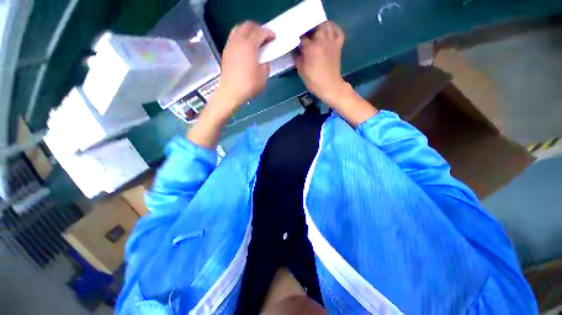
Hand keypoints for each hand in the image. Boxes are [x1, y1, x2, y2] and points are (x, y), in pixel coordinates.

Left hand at [216, 21, 275, 109]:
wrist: (231, 92)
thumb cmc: (248, 85)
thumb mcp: (263, 77)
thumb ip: (265, 65)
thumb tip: (264, 60)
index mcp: (249, 46)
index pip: (260, 32)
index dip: (269, 33)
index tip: (274, 37)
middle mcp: (238, 41)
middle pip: (248, 25)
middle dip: (258, 28)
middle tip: (265, 36)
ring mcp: (230, 45)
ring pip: (238, 28)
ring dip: (248, 30)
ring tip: (254, 39)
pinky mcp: (226, 50)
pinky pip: (233, 36)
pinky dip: (240, 36)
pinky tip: (245, 46)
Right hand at [296, 21, 346, 104]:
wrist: (330, 86)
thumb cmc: (314, 81)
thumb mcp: (301, 71)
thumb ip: (297, 58)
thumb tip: (296, 50)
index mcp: (311, 48)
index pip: (302, 37)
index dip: (297, 38)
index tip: (295, 41)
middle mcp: (322, 41)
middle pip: (315, 25)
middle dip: (309, 29)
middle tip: (305, 35)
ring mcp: (331, 42)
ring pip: (327, 25)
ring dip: (320, 26)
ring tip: (315, 31)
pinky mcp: (338, 45)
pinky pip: (338, 31)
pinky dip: (334, 29)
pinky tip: (328, 32)